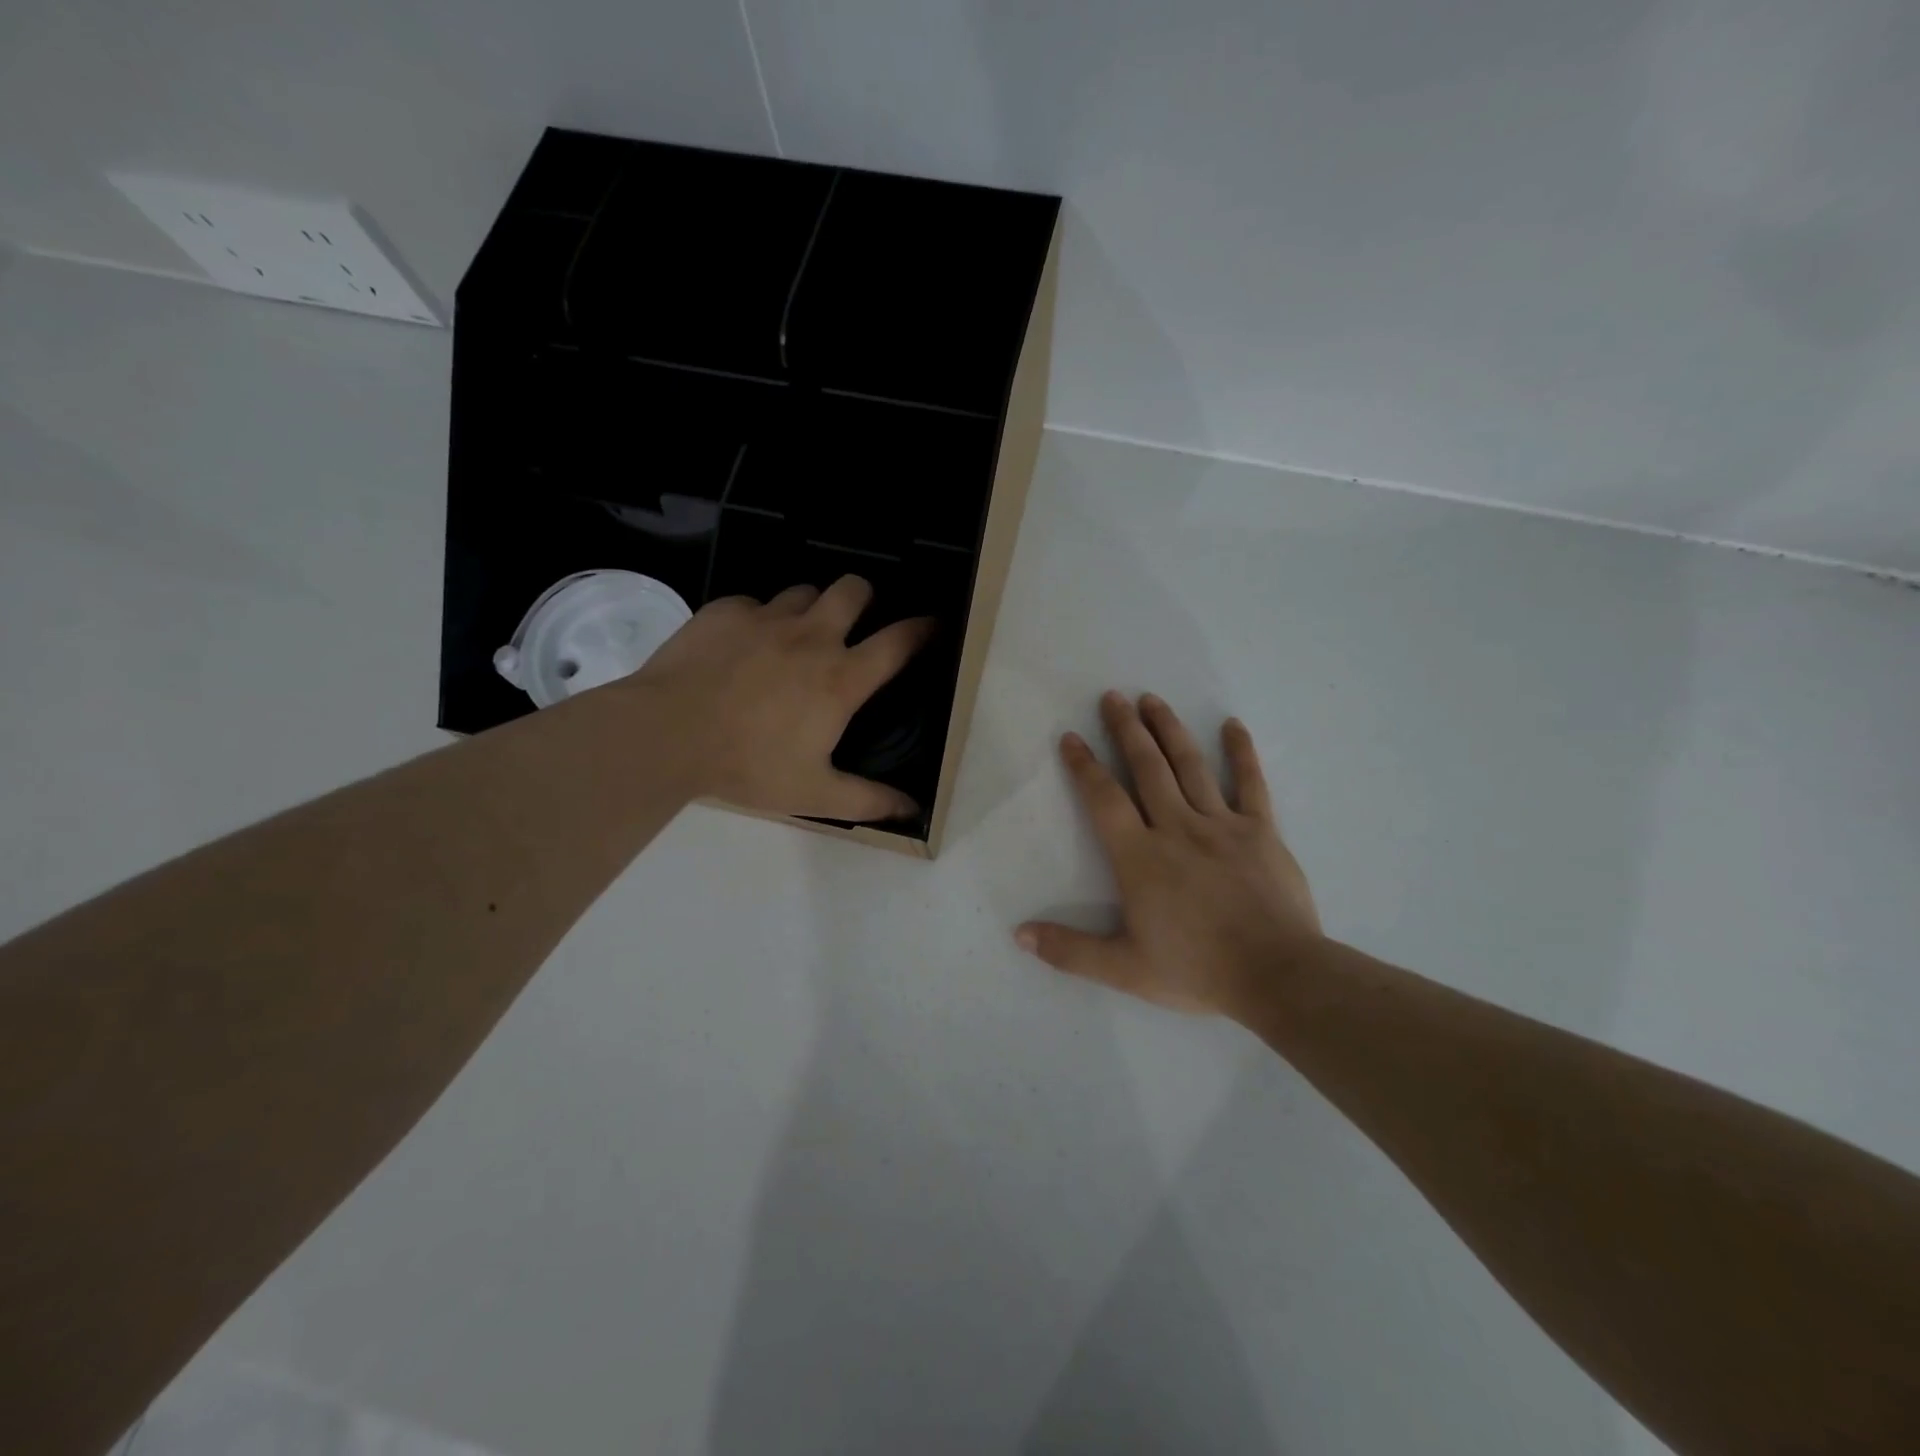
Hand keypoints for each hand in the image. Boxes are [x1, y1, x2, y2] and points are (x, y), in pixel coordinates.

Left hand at [626, 576, 930, 821]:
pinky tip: (741, 646)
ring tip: (796, 635)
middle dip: (865, 597)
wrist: (665, 734)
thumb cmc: (747, 765)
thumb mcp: (814, 794)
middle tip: (854, 621)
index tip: (934, 625)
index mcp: (840, 678)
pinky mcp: (725, 611)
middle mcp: (812, 636)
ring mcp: (766, 617)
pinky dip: (757, 619)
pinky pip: (753, 603)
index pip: (899, 642)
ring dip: (810, 608)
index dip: (924, 629)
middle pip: (854, 589)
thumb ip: (868, 801)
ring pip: (804, 591)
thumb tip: (912, 811)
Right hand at [1016, 691, 1321, 1016]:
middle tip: (1112, 697)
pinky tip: (1233, 726)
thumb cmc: (1196, 971)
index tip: (1071, 738)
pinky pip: (1250, 783)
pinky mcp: (1261, 831)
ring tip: (1153, 700)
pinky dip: (1241, 753)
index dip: (1084, 766)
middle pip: (1146, 768)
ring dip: (1169, 729)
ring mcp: (1221, 825)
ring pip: (1189, 766)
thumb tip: (1020, 935)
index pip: (1104, 799)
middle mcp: (1177, 828)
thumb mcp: (1123, 969)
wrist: (1277, 976)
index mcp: (1140, 857)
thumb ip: (1070, 950)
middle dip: (1126, 730)